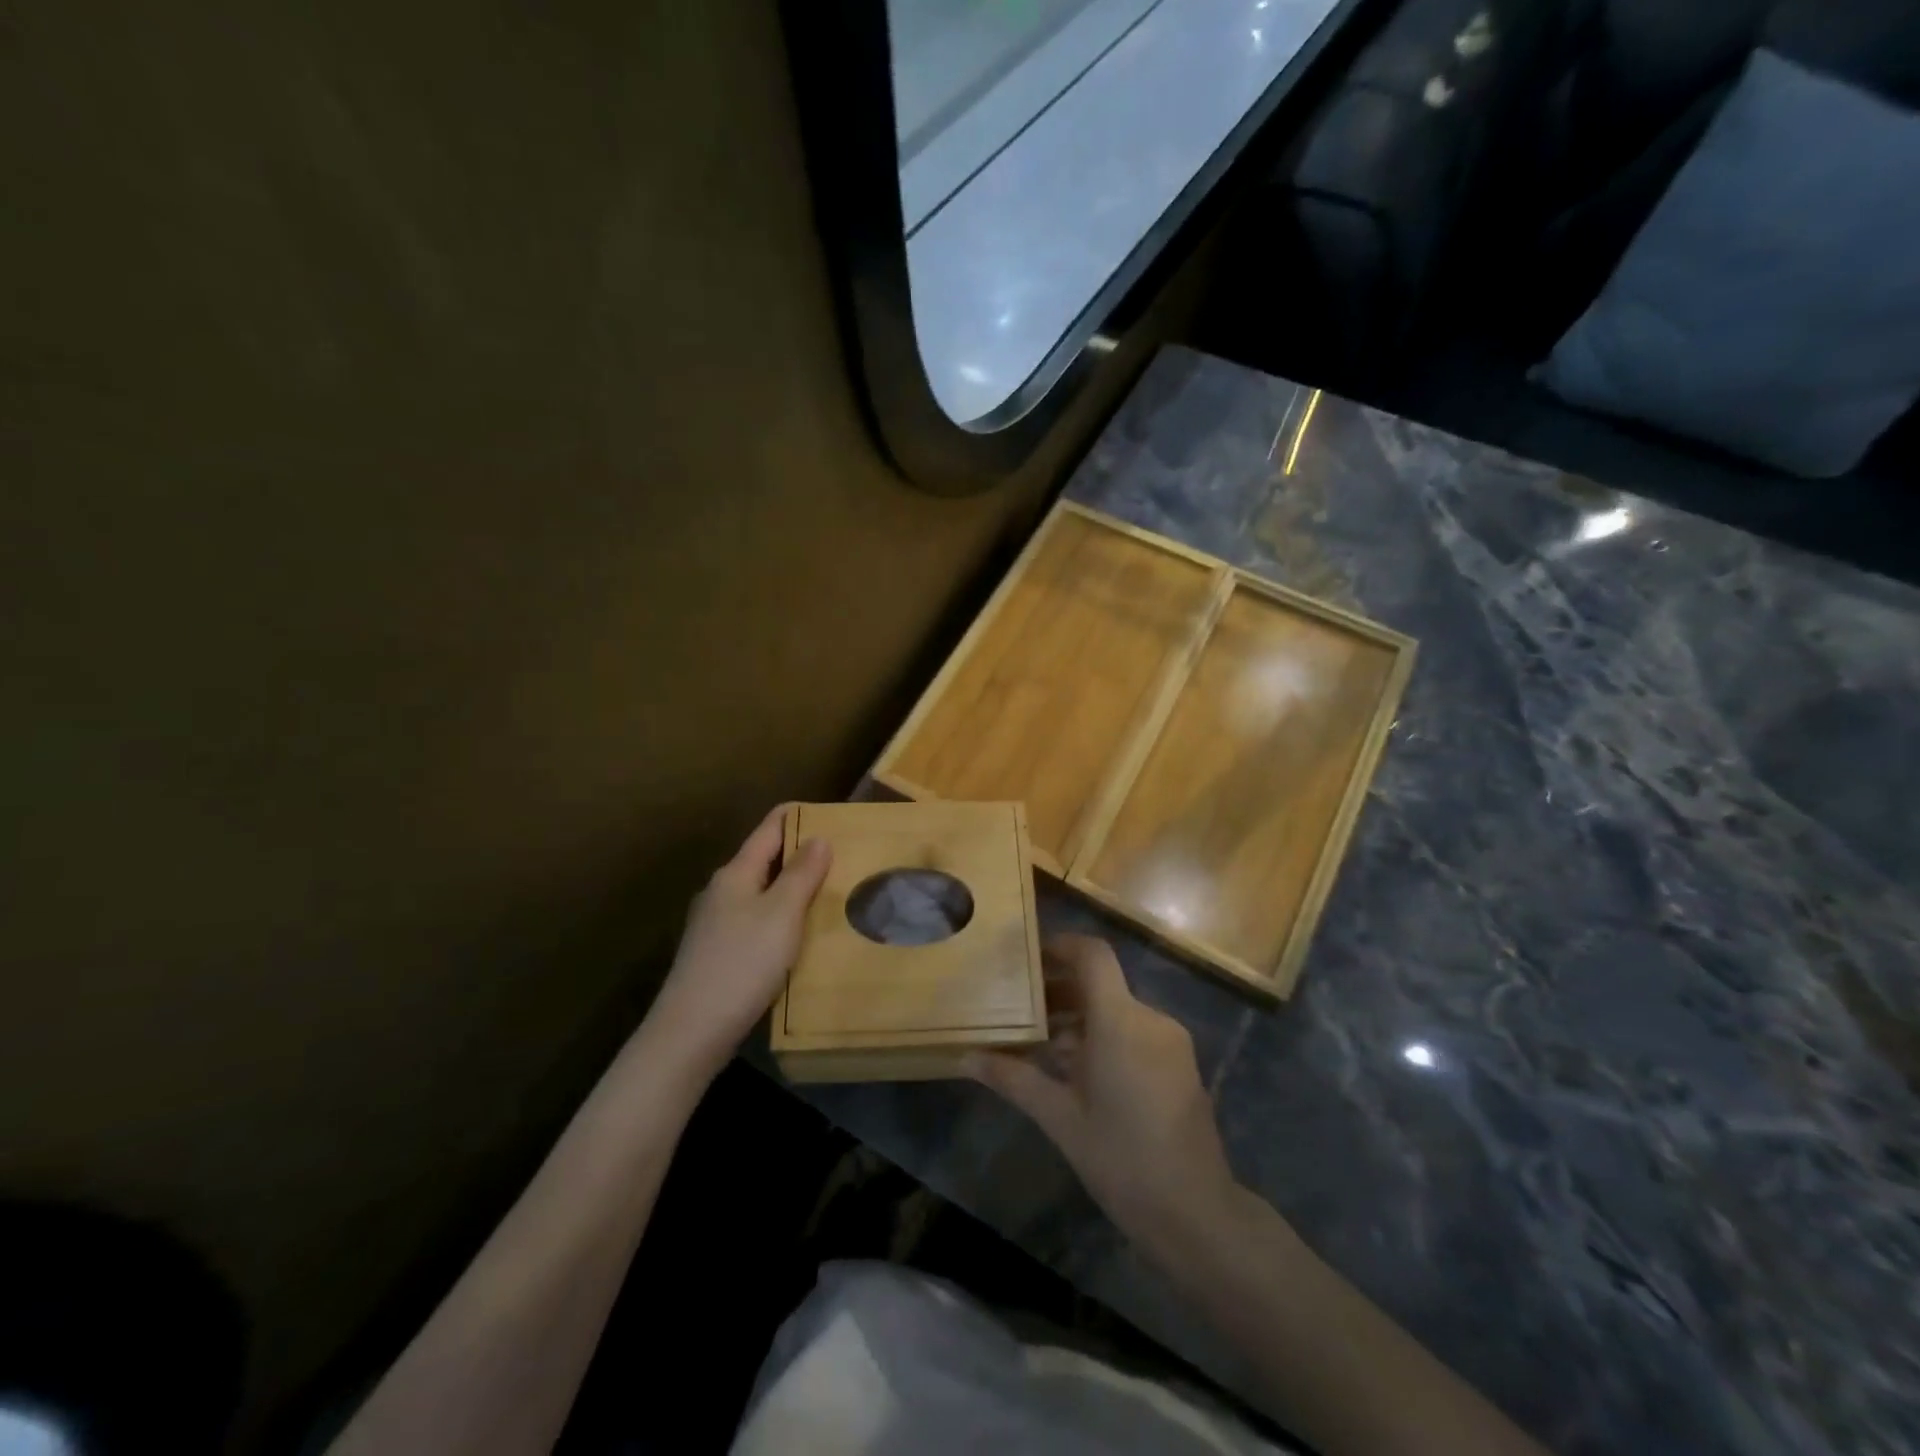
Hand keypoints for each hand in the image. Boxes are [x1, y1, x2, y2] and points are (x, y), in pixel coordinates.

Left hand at [641, 805, 830, 1083]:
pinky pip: (754, 921)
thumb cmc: (742, 963)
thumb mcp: (782, 914)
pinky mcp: (716, 952)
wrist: (691, 1031)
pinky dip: (779, 918)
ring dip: (790, 889)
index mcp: (736, 873)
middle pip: (764, 859)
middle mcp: (721, 890)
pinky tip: (796, 937)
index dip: (799, 817)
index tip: (832, 815)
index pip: (769, 828)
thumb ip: (801, 874)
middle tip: (841, 859)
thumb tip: (818, 837)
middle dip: (800, 855)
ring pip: (760, 893)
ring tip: (826, 896)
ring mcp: (715, 923)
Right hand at [967, 934, 1239, 1249]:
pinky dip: (1105, 1036)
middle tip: (1022, 1009)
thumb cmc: (1121, 1160)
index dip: (1061, 946)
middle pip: (1101, 983)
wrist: (1196, 1213)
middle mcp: (1149, 1018)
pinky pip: (1135, 1031)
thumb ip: (1014, 1079)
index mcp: (1120, 1021)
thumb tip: (966, 1058)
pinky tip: (1080, 1070)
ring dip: (1080, 1017)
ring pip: (1117, 1009)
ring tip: (1044, 1045)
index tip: (1029, 958)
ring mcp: (1170, 1040)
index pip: (1093, 955)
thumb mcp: (1060, 1118)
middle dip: (1060, 989)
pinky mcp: (1180, 1062)